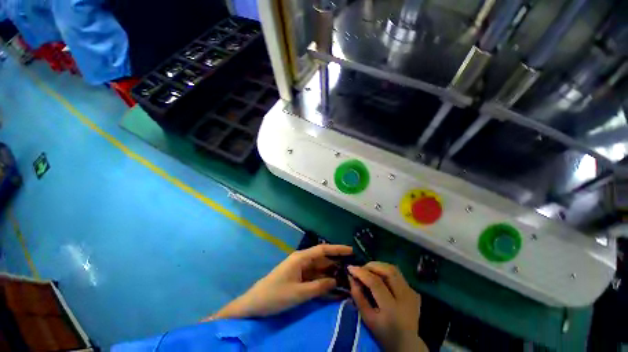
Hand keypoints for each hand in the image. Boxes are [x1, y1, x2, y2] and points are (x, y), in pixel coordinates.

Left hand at [209, 244, 352, 319]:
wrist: (255, 304)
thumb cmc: (276, 295)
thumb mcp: (299, 293)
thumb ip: (319, 287)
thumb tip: (335, 281)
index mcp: (301, 258)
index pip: (323, 250)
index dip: (337, 249)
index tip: (351, 250)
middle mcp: (303, 261)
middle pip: (323, 259)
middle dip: (337, 263)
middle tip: (353, 269)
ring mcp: (301, 270)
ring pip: (320, 270)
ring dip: (332, 274)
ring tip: (347, 279)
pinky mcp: (299, 279)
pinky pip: (315, 279)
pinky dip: (324, 283)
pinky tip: (334, 288)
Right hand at [348, 262, 427, 351]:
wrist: (407, 344)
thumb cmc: (384, 333)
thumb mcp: (367, 319)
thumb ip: (358, 297)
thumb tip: (351, 277)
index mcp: (392, 309)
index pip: (375, 283)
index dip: (361, 272)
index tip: (350, 267)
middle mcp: (405, 298)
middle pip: (388, 271)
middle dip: (371, 265)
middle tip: (361, 268)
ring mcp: (412, 293)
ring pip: (394, 269)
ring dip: (379, 266)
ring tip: (369, 270)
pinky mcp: (414, 291)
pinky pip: (398, 275)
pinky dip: (386, 272)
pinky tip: (380, 278)